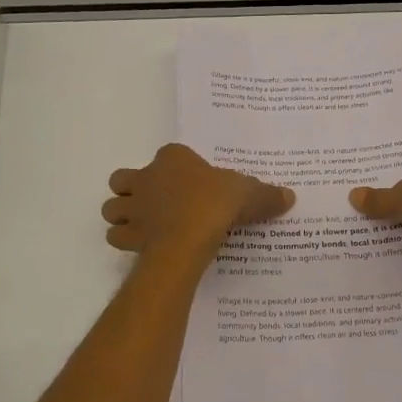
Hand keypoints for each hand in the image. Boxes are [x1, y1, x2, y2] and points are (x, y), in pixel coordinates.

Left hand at [103, 143, 294, 260]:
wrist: (189, 235)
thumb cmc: (216, 203)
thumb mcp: (250, 195)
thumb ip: (267, 195)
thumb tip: (289, 197)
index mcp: (173, 158)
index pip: (168, 155)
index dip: (176, 168)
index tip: (191, 183)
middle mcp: (146, 177)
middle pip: (123, 178)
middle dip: (133, 189)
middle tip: (155, 202)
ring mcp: (133, 206)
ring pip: (112, 206)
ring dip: (123, 214)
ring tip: (144, 225)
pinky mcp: (128, 234)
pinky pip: (117, 236)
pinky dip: (126, 241)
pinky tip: (144, 246)